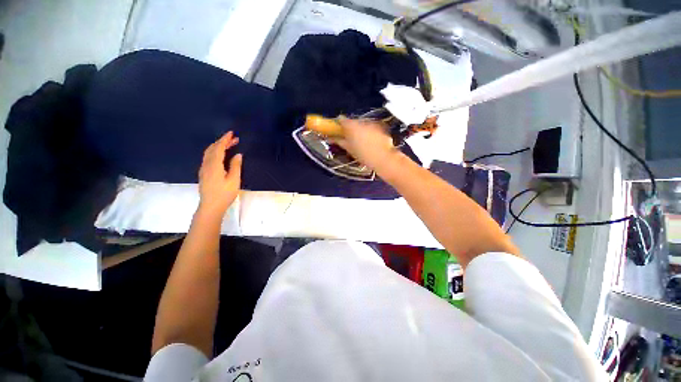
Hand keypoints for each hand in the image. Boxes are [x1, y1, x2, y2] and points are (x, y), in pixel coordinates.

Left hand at [198, 131, 241, 216]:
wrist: (211, 206)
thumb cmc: (224, 194)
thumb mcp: (234, 180)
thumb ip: (235, 166)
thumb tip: (238, 155)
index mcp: (214, 165)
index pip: (218, 148)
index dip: (225, 139)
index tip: (232, 133)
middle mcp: (206, 164)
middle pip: (212, 149)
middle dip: (222, 142)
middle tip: (234, 139)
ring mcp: (203, 169)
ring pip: (209, 153)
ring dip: (218, 147)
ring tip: (229, 145)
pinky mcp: (204, 173)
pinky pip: (208, 157)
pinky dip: (215, 152)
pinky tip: (222, 155)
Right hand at [334, 117, 397, 170]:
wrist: (384, 158)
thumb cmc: (364, 155)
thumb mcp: (350, 149)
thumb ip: (340, 141)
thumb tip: (333, 138)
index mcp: (352, 126)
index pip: (341, 120)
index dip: (338, 123)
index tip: (336, 128)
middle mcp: (362, 121)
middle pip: (353, 122)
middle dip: (350, 128)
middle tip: (349, 137)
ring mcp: (372, 124)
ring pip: (363, 124)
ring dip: (360, 130)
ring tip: (361, 142)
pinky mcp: (381, 127)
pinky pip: (371, 128)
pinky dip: (369, 133)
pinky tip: (371, 142)